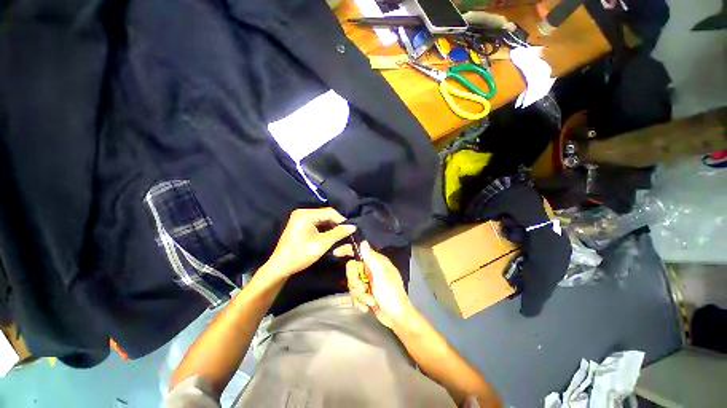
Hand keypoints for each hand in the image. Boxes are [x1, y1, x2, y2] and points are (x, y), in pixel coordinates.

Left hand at [264, 208, 355, 277]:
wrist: (281, 267)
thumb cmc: (301, 254)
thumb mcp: (322, 243)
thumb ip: (338, 233)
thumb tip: (353, 226)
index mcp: (306, 214)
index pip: (329, 212)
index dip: (341, 220)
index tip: (351, 228)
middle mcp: (302, 212)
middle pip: (325, 214)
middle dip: (336, 223)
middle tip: (347, 232)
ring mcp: (300, 218)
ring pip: (322, 219)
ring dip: (331, 226)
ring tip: (341, 234)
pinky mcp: (300, 224)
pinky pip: (317, 223)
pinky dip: (325, 228)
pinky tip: (331, 234)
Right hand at [340, 242, 412, 328]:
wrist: (396, 318)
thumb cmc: (392, 295)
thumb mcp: (381, 275)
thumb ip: (371, 259)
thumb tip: (363, 242)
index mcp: (376, 262)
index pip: (359, 251)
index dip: (347, 250)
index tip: (336, 253)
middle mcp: (370, 270)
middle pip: (351, 270)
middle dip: (355, 283)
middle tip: (363, 290)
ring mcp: (367, 282)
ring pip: (351, 284)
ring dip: (359, 295)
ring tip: (370, 301)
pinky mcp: (365, 293)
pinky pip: (353, 295)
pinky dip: (359, 302)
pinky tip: (367, 307)